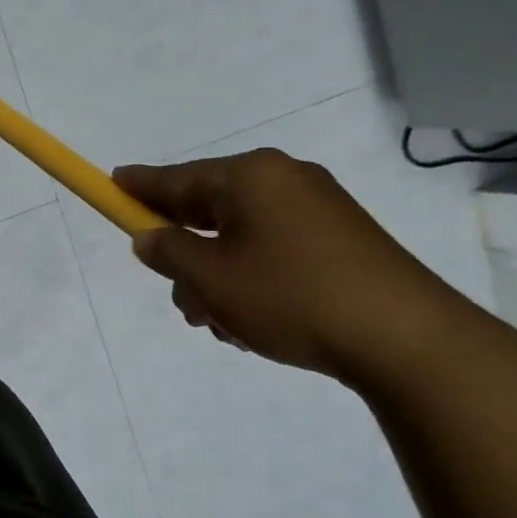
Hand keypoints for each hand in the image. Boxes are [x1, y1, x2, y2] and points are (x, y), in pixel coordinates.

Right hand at [113, 151, 461, 381]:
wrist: (406, 339)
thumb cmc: (289, 295)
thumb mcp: (209, 277)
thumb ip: (167, 252)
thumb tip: (150, 238)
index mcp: (250, 177)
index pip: (176, 177)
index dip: (138, 186)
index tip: (111, 182)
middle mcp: (285, 182)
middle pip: (208, 209)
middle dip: (184, 253)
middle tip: (175, 292)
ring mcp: (319, 211)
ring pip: (239, 238)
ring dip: (217, 277)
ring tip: (219, 323)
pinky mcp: (342, 243)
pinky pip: (273, 251)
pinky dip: (252, 279)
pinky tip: (253, 321)